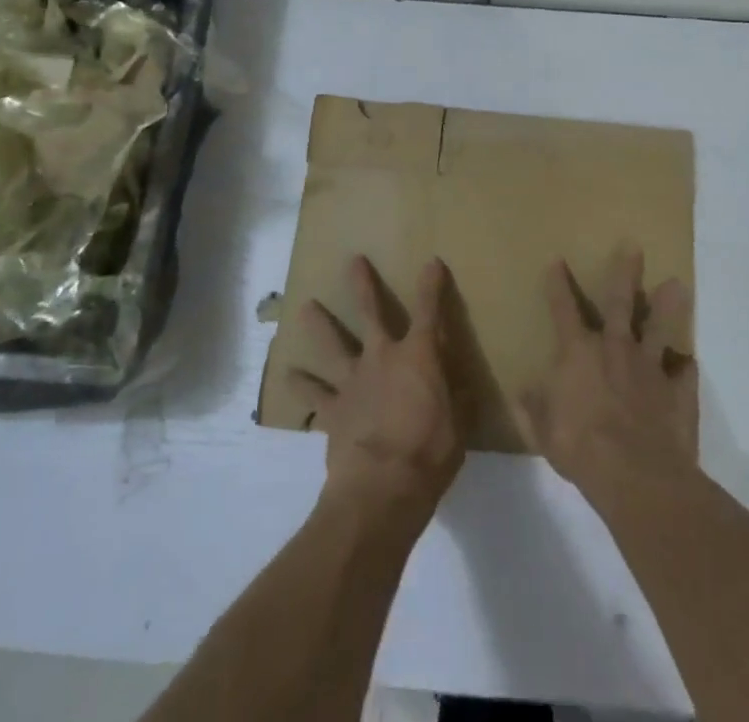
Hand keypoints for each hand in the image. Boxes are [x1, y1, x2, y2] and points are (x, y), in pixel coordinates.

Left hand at [286, 256, 463, 524]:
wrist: (381, 488)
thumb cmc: (429, 452)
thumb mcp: (459, 424)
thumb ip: (458, 398)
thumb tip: (461, 383)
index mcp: (418, 356)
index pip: (429, 310)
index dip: (431, 285)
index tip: (432, 263)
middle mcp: (382, 357)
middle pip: (370, 312)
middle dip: (363, 285)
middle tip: (353, 260)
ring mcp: (352, 381)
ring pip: (332, 345)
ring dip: (319, 325)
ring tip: (305, 308)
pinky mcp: (332, 410)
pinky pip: (313, 395)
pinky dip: (301, 385)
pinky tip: (287, 375)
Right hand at [519, 246, 695, 499]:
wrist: (637, 477)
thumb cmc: (581, 449)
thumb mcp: (544, 432)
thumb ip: (533, 409)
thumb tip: (522, 391)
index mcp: (579, 354)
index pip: (563, 310)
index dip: (558, 285)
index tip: (557, 260)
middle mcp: (615, 349)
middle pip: (620, 303)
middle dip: (625, 273)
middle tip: (634, 246)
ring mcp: (650, 368)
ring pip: (659, 327)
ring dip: (667, 305)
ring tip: (678, 283)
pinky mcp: (678, 391)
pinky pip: (684, 372)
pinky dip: (684, 368)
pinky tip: (687, 364)